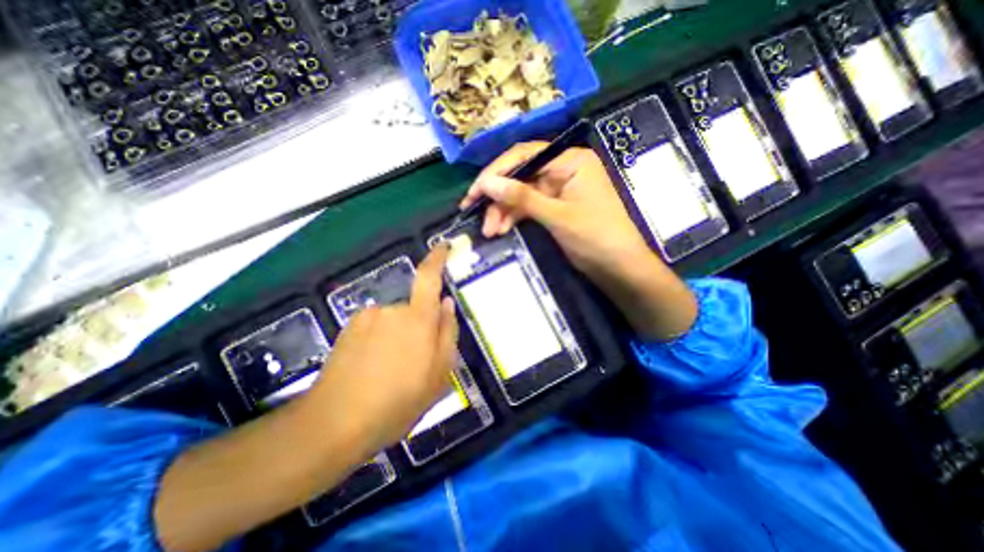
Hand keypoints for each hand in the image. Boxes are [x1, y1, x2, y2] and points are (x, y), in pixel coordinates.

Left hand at [152, 250, 461, 551]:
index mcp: (417, 319)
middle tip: (418, 362)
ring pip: (395, 320)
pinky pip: (376, 327)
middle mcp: (391, 310)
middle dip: (420, 327)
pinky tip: (373, 370)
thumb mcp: (439, 374)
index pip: (428, 277)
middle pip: (414, 307)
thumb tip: (447, 304)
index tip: (443, 246)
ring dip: (400, 338)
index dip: (437, 258)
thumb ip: (448, 333)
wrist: (335, 424)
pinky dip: (380, 341)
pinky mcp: (349, 328)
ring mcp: (367, 318)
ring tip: (393, 372)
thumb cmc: (398, 401)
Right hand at [463, 143, 697, 339]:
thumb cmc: (595, 236)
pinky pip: (527, 207)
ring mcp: (557, 189)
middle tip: (474, 212)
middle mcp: (563, 169)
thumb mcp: (556, 215)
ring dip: (503, 210)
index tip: (475, 190)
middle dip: (498, 196)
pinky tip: (500, 230)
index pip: (525, 156)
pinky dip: (513, 217)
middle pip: (520, 175)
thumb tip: (487, 183)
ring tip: (489, 231)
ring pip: (521, 193)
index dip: (496, 171)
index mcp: (570, 160)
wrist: (618, 267)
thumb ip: (521, 197)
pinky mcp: (554, 207)